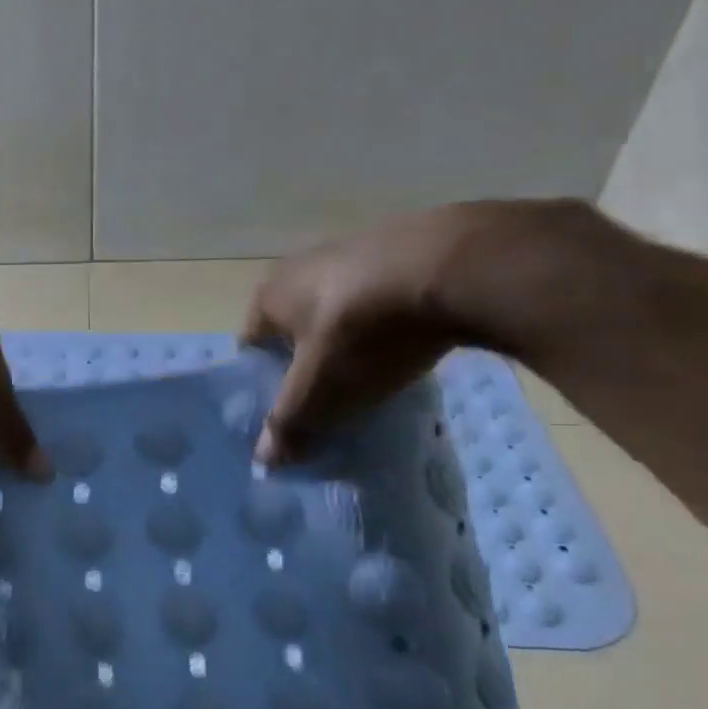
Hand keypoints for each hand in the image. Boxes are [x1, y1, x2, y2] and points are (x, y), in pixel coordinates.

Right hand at [242, 204, 530, 463]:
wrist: (456, 266)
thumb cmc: (364, 331)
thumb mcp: (321, 389)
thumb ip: (289, 424)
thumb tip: (265, 460)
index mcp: (268, 297)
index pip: (251, 349)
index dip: (264, 385)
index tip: (287, 415)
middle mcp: (299, 267)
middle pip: (294, 331)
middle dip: (308, 365)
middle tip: (330, 402)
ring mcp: (351, 251)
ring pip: (338, 314)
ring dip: (349, 344)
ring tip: (373, 377)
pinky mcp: (400, 247)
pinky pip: (380, 298)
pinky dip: (387, 323)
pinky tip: (410, 344)